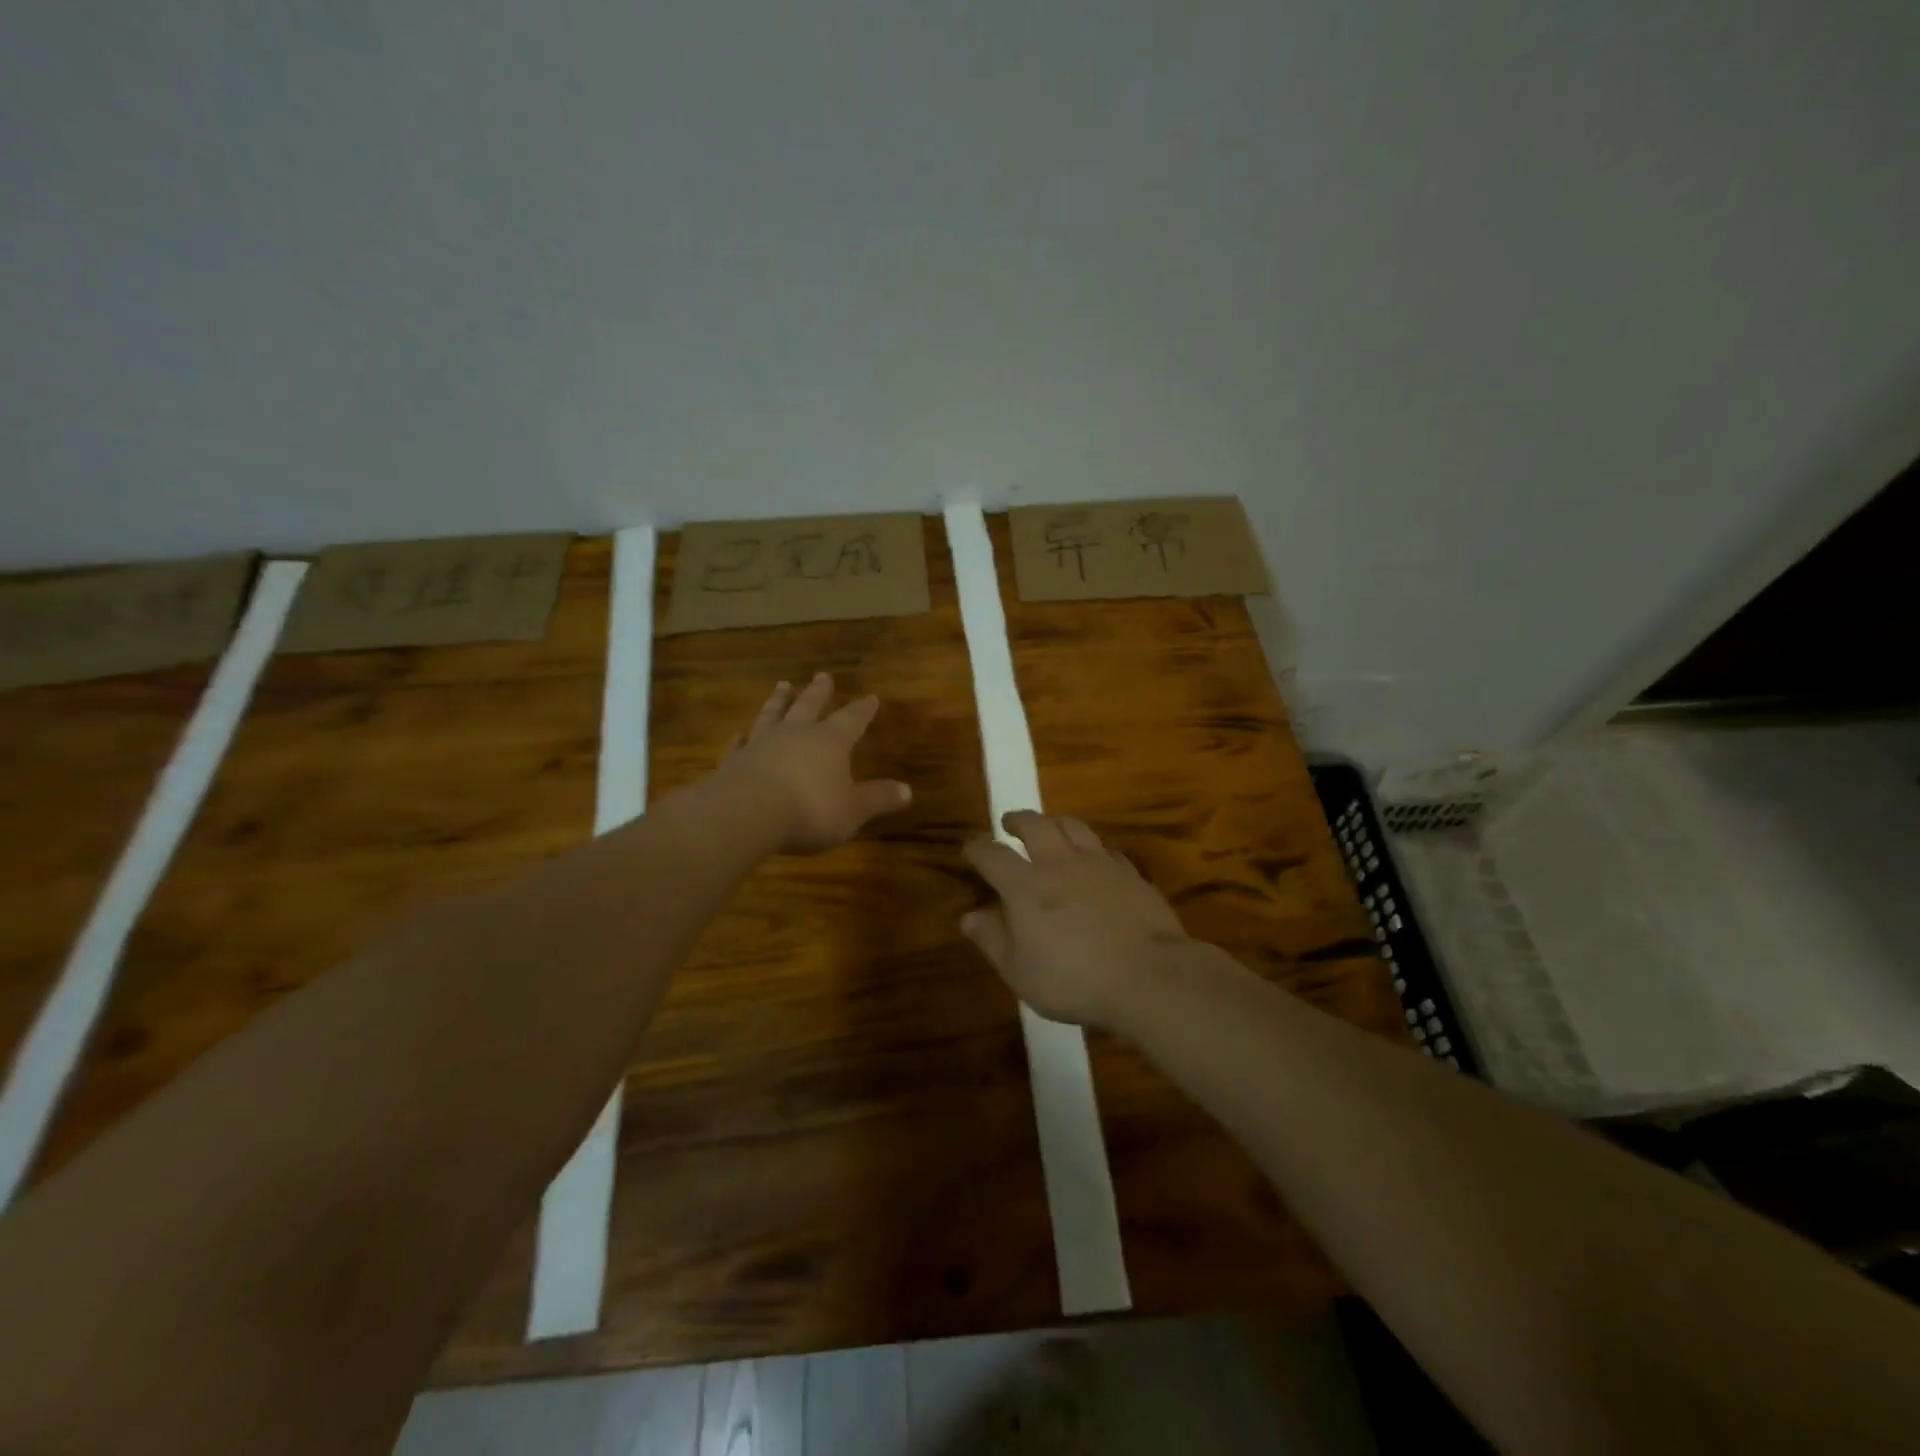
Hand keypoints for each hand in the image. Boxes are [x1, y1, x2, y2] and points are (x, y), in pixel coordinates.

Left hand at [718, 673, 912, 852]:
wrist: (747, 814)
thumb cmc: (810, 810)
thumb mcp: (853, 810)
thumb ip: (878, 798)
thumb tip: (907, 791)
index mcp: (830, 741)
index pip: (852, 719)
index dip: (863, 709)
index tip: (871, 697)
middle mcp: (796, 734)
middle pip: (809, 705)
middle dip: (819, 691)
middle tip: (823, 675)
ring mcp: (761, 744)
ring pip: (772, 715)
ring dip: (778, 701)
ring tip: (782, 685)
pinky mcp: (734, 761)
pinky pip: (739, 745)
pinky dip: (740, 739)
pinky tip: (739, 734)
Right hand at [961, 810, 1194, 1028]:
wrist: (1148, 975)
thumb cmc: (1075, 981)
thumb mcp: (1021, 973)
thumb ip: (993, 940)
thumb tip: (969, 916)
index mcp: (1025, 887)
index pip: (993, 855)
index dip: (977, 849)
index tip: (971, 848)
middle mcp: (1059, 864)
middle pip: (1035, 825)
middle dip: (1018, 820)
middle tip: (1010, 822)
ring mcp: (1099, 864)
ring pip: (1073, 826)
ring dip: (1055, 822)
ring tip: (1050, 827)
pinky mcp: (1130, 873)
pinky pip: (1105, 848)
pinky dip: (1092, 848)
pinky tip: (1095, 858)